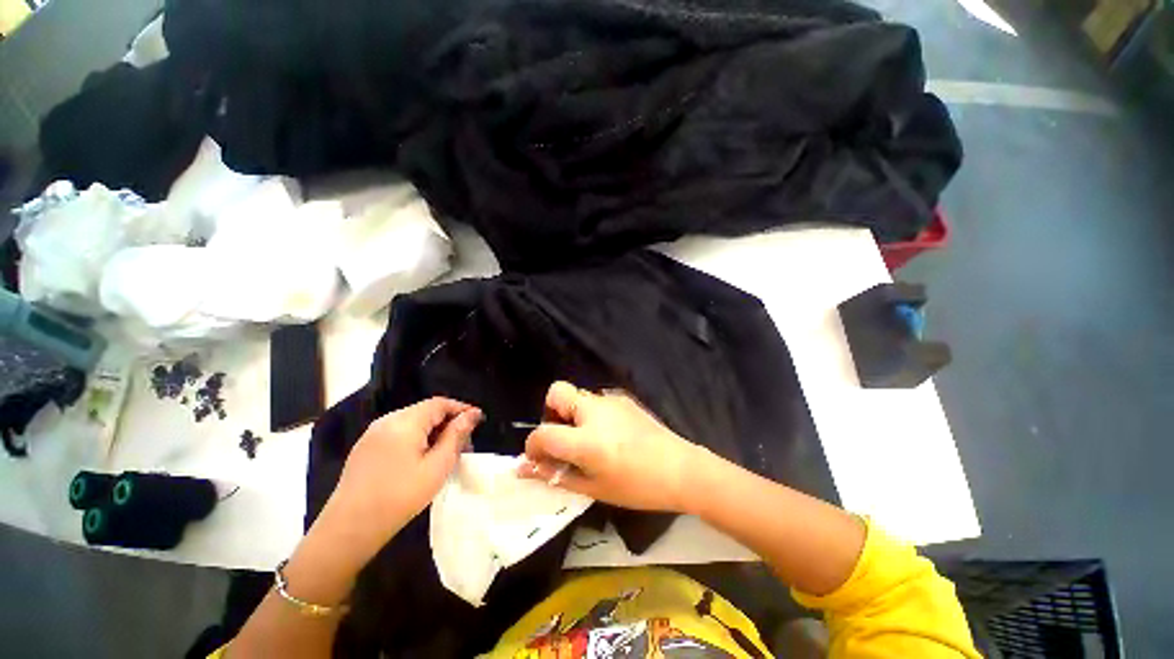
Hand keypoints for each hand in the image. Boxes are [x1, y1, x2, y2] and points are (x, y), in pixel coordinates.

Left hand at [322, 398, 481, 554]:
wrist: (349, 529)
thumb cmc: (400, 497)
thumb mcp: (437, 466)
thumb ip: (456, 436)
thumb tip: (472, 415)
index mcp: (405, 422)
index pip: (440, 403)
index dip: (461, 408)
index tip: (479, 420)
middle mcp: (387, 420)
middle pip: (425, 411)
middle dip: (448, 422)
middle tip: (464, 443)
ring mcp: (372, 434)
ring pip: (412, 422)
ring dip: (433, 431)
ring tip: (446, 452)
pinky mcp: (365, 448)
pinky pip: (398, 433)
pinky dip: (416, 438)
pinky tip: (422, 458)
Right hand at [519, 381, 706, 512]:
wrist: (680, 468)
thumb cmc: (636, 486)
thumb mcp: (593, 487)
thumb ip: (556, 475)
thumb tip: (525, 468)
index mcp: (585, 439)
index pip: (542, 433)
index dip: (533, 446)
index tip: (539, 458)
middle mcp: (594, 410)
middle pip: (556, 391)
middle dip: (551, 413)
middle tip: (564, 438)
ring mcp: (611, 400)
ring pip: (578, 396)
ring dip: (573, 414)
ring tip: (591, 440)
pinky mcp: (623, 398)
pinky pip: (597, 401)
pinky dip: (593, 414)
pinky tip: (611, 435)